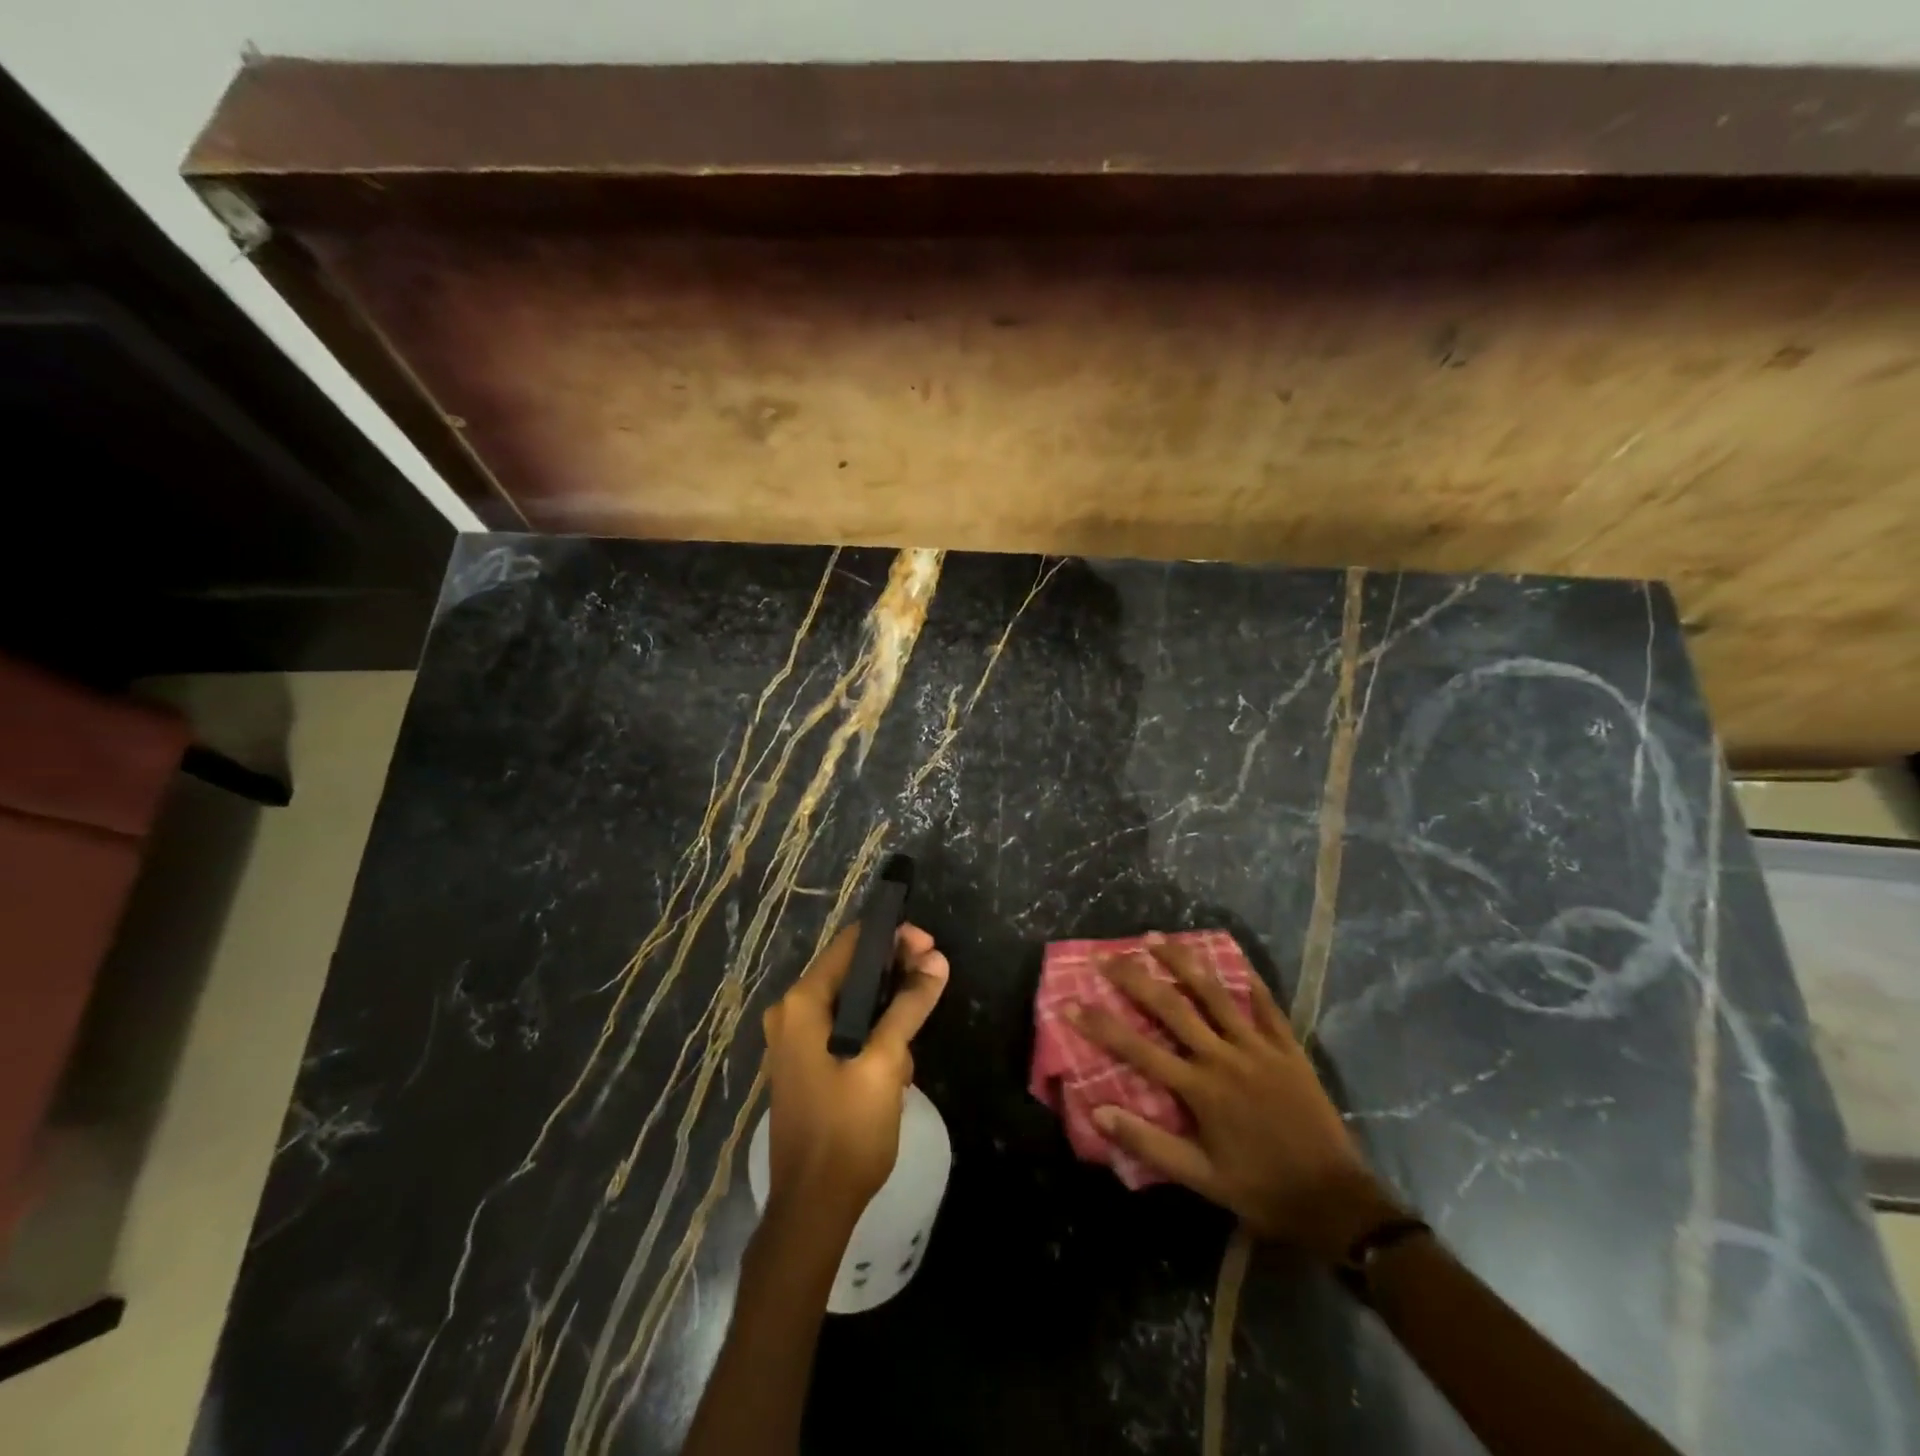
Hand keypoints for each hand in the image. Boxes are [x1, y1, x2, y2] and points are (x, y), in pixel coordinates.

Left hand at [761, 922, 949, 1229]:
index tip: (930, 947)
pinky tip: (896, 1063)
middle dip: (895, 974)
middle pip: (850, 971)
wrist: (812, 1208)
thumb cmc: (847, 1130)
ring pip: (851, 1002)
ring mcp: (793, 1040)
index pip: (850, 944)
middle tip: (933, 981)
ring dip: (886, 1010)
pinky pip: (843, 1029)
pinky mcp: (804, 1064)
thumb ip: (909, 1005)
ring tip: (915, 1035)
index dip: (892, 937)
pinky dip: (871, 1033)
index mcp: (802, 1004)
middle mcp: (790, 1013)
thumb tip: (937, 960)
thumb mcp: (885, 1062)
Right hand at [1069, 937, 1402, 1260]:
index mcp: (1199, 1089)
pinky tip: (1233, 955)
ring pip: (1214, 994)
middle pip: (1171, 1007)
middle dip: (1134, 979)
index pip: (1137, 1049)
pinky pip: (1266, 1004)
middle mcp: (1223, 1058)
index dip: (1100, 1025)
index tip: (1071, 1002)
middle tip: (1107, 956)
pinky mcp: (1288, 1048)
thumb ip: (1149, 1142)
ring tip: (1156, 938)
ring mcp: (1258, 1048)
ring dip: (1182, 962)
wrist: (1334, 1201)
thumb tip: (1098, 1111)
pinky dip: (1248, 978)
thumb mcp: (1200, 1177)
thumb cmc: (1261, 1190)